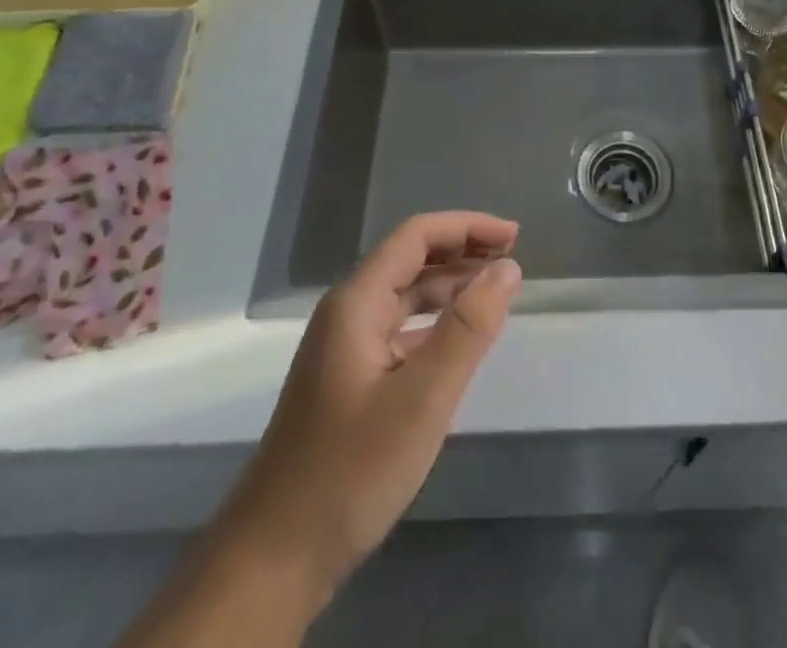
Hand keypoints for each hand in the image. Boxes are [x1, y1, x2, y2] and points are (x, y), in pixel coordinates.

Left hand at [227, 212, 522, 612]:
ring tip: (497, 291)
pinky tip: (460, 339)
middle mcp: (348, 313)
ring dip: (451, 285)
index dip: (467, 226)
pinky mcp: (350, 380)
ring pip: (406, 296)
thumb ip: (468, 328)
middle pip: (411, 259)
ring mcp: (345, 348)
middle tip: (514, 258)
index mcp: (357, 302)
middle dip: (463, 250)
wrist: (273, 560)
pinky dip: (435, 322)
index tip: (514, 235)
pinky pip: (400, 330)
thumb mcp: (422, 398)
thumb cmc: (350, 470)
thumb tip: (507, 267)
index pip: (417, 236)